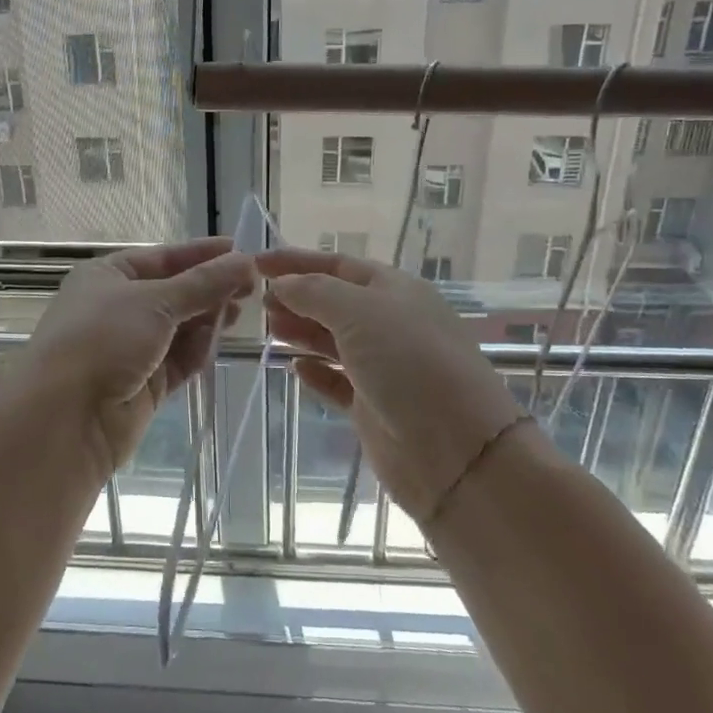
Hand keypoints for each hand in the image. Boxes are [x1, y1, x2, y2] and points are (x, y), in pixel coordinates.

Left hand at [10, 238, 254, 476]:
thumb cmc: (103, 339)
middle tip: (252, 285)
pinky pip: (178, 360)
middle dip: (209, 289)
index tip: (240, 250)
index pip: (162, 258)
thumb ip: (203, 284)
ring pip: (179, 328)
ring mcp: (130, 349)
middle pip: (173, 293)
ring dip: (208, 318)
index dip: (200, 254)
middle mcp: (117, 308)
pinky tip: (221, 339)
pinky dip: (199, 350)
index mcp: (107, 276)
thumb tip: (245, 261)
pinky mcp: (143, 385)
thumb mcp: (155, 301)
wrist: (65, 418)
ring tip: (242, 311)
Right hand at [257, 248, 522, 526]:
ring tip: (269, 328)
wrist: (457, 450)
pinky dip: (316, 373)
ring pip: (334, 341)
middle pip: (335, 302)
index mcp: (395, 290)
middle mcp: (390, 324)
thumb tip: (283, 283)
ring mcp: (384, 367)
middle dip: (296, 297)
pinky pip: (338, 382)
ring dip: (301, 331)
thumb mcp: (359, 312)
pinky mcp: (374, 407)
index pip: (338, 265)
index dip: (296, 261)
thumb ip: (315, 292)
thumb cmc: (409, 363)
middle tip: (258, 302)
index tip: (255, 262)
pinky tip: (294, 368)